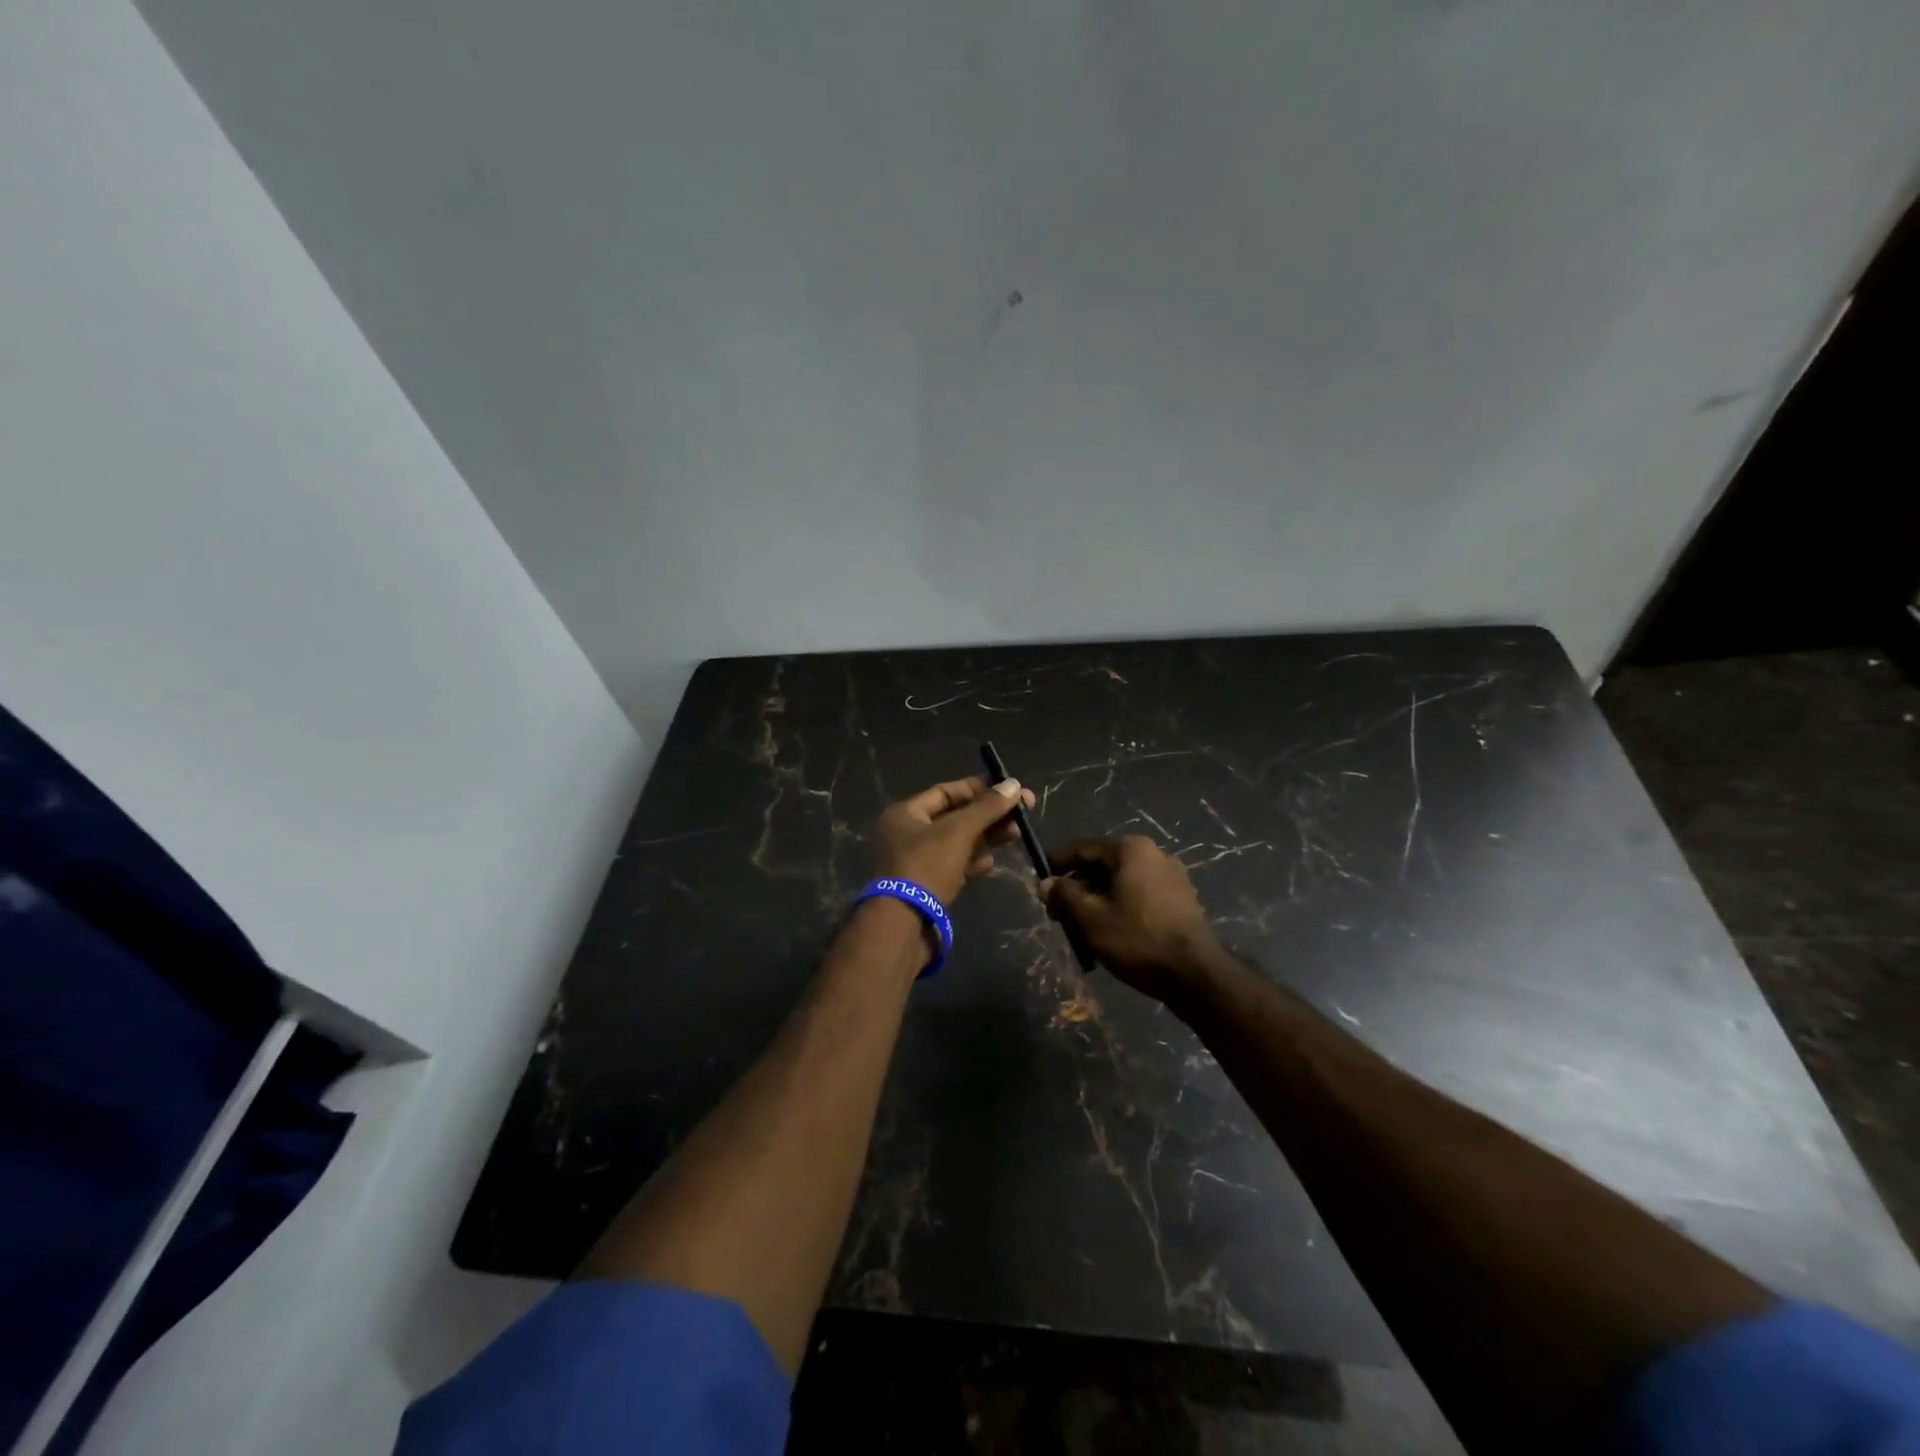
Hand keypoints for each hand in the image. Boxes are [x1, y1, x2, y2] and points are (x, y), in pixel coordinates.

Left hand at [872, 776, 1034, 905]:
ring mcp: (916, 862)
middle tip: (1021, 814)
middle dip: (988, 814)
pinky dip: (973, 862)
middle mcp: (908, 834)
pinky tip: (993, 863)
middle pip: (954, 817)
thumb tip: (1014, 784)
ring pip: (957, 843)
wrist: (903, 925)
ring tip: (1016, 834)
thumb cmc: (926, 867)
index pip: (946, 791)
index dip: (979, 788)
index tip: (1009, 790)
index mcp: (906, 813)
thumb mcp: (958, 832)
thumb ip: (987, 808)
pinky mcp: (927, 887)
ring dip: (985, 837)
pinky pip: (954, 867)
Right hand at [1043, 837, 1222, 1002]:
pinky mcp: (1181, 900)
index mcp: (1131, 849)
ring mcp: (1172, 877)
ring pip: (1121, 882)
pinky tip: (1109, 931)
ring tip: (1080, 927)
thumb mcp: (1090, 917)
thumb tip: (1046, 883)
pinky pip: (1139, 895)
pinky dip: (1120, 906)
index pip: (1082, 849)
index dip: (1057, 865)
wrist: (1195, 974)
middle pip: (1103, 865)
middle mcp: (1153, 854)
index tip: (1039, 882)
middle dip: (1077, 887)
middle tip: (1057, 913)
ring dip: (1097, 899)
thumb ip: (1064, 895)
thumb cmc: (1137, 939)